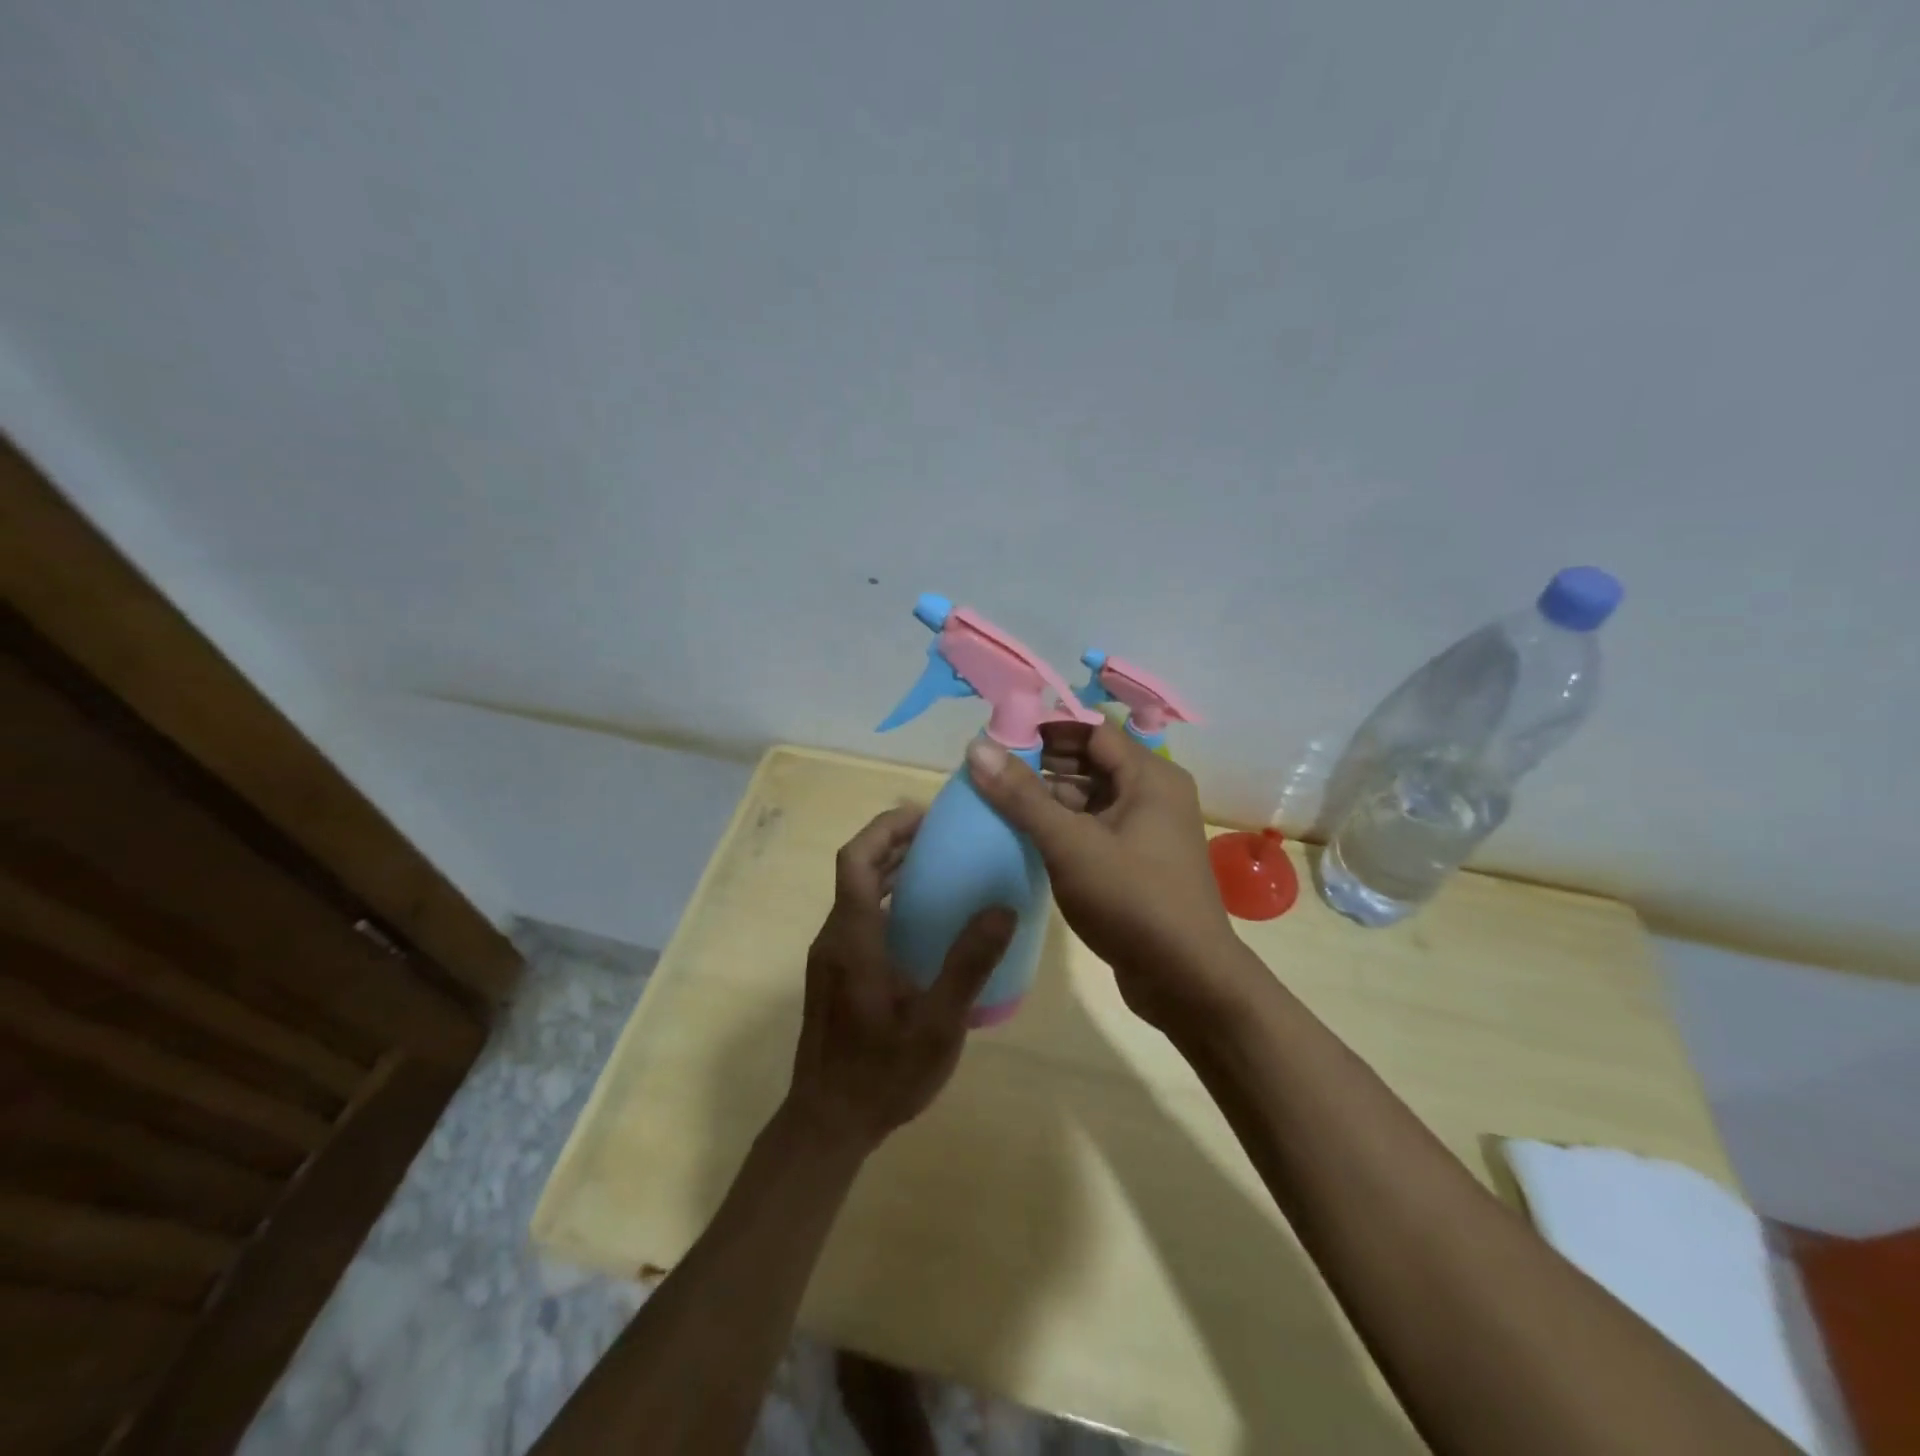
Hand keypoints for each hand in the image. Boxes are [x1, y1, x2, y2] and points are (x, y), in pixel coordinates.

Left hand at [786, 807, 1015, 1152]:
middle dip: (894, 842)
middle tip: (942, 836)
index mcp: (853, 938)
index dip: (886, 829)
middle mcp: (835, 937)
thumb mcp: (937, 1023)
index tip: (925, 817)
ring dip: (890, 870)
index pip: (857, 859)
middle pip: (856, 869)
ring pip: (856, 893)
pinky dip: (887, 900)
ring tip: (939, 867)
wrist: (827, 1123)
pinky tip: (923, 923)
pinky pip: (859, 917)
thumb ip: (969, 965)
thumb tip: (1002, 908)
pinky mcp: (835, 974)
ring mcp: (831, 957)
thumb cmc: (882, 1073)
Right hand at [966, 723, 1253, 1032]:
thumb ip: (1022, 795)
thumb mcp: (1070, 844)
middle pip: (1091, 760)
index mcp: (1149, 776)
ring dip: (1049, 795)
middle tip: (991, 769)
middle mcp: (1153, 793)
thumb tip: (977, 745)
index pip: (1092, 729)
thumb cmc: (1132, 900)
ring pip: (1091, 795)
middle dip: (1042, 761)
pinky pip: (1094, 826)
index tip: (999, 736)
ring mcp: (1147, 829)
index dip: (1045, 727)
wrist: (1187, 980)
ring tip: (998, 799)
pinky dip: (1063, 824)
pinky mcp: (1137, 861)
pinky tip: (1025, 834)